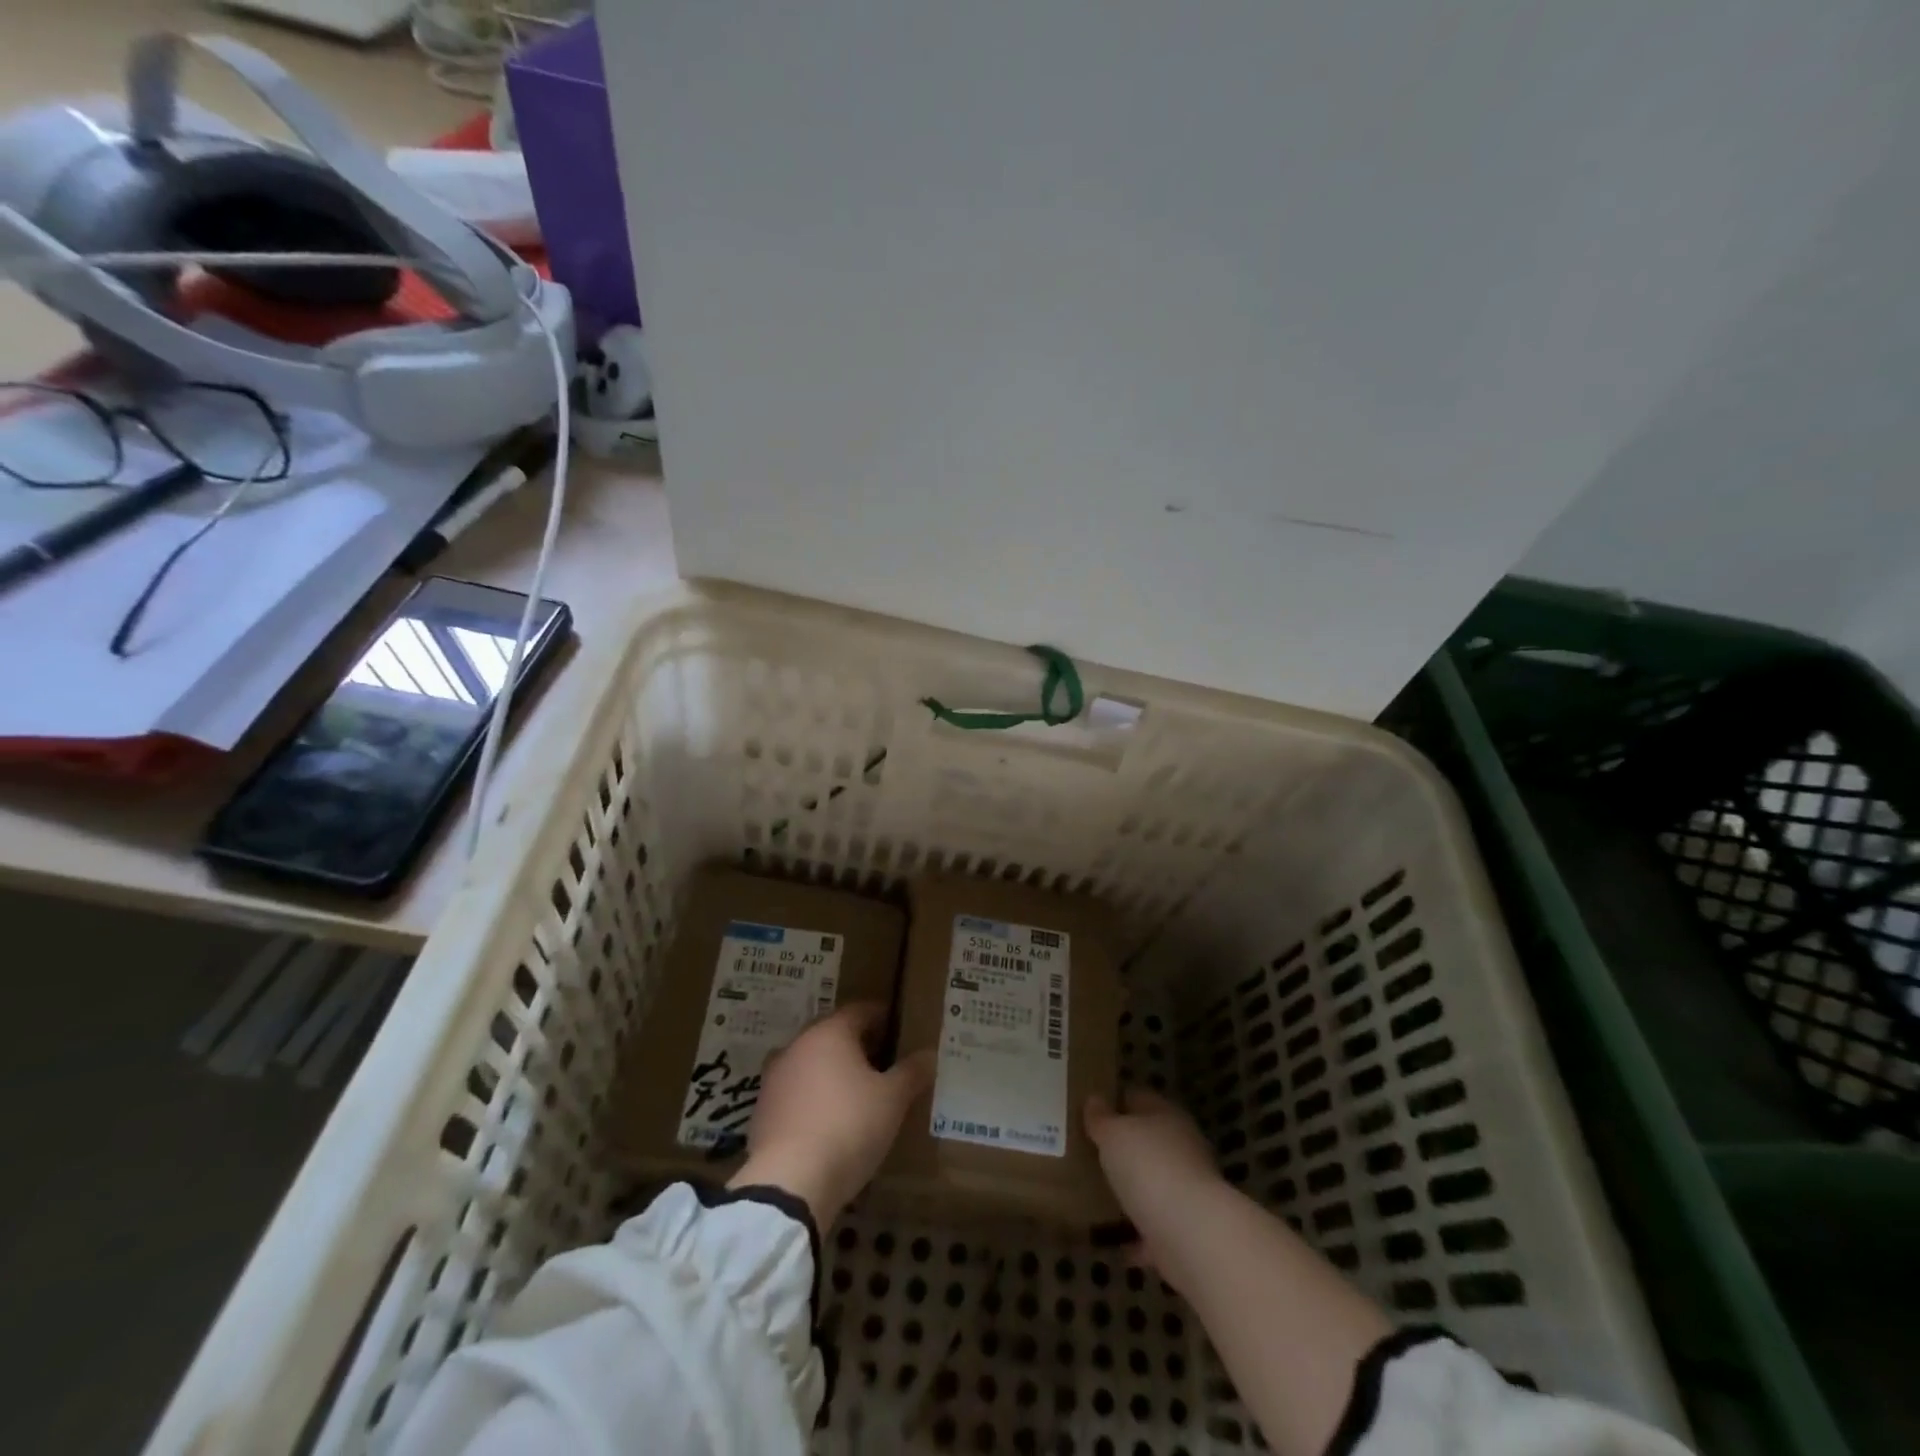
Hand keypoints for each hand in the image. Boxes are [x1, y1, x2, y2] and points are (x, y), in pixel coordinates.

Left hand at [729, 1002, 933, 1228]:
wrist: (789, 1180)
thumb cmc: (849, 1126)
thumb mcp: (892, 1100)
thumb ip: (911, 1073)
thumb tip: (929, 1054)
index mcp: (830, 1032)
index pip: (859, 1011)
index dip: (880, 1016)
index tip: (896, 1026)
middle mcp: (798, 1045)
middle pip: (831, 1034)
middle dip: (855, 1043)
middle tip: (879, 1059)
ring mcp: (774, 1077)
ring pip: (809, 1062)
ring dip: (829, 1070)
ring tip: (853, 1091)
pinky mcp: (761, 1110)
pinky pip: (794, 1093)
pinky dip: (810, 1098)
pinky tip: (826, 1120)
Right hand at [1085, 1087, 1223, 1287]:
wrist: (1193, 1235)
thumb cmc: (1149, 1168)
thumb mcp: (1113, 1134)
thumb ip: (1101, 1118)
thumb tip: (1094, 1099)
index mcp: (1166, 1116)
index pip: (1138, 1097)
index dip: (1114, 1099)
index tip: (1089, 1110)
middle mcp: (1182, 1148)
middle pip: (1148, 1140)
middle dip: (1123, 1146)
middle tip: (1089, 1151)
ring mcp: (1188, 1190)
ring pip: (1154, 1183)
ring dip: (1133, 1190)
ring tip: (1099, 1194)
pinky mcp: (1187, 1230)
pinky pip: (1156, 1227)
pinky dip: (1139, 1234)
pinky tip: (1116, 1242)